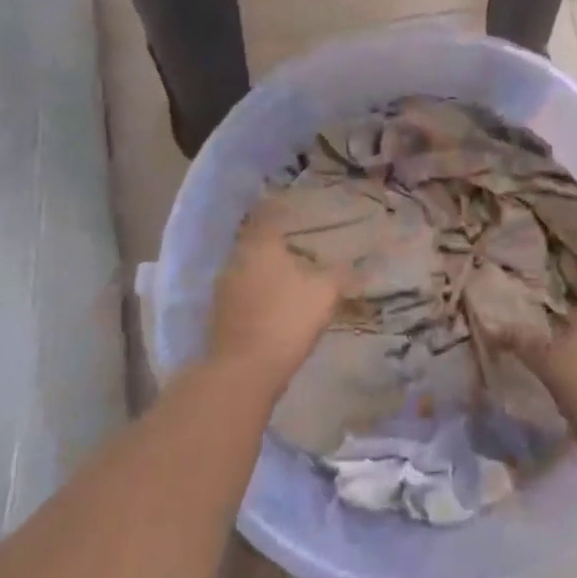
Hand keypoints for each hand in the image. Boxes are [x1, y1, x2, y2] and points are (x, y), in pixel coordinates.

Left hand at [205, 203, 349, 395]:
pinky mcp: (219, 314)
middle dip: (273, 240)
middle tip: (295, 242)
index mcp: (260, 244)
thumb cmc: (286, 320)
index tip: (293, 205)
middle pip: (255, 239)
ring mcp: (224, 287)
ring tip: (286, 273)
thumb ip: (341, 274)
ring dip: (263, 267)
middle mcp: (237, 258)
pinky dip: (256, 290)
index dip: (279, 207)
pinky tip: (272, 301)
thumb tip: (357, 265)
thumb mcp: (325, 294)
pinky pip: (241, 290)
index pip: (267, 213)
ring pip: (247, 266)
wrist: (243, 371)